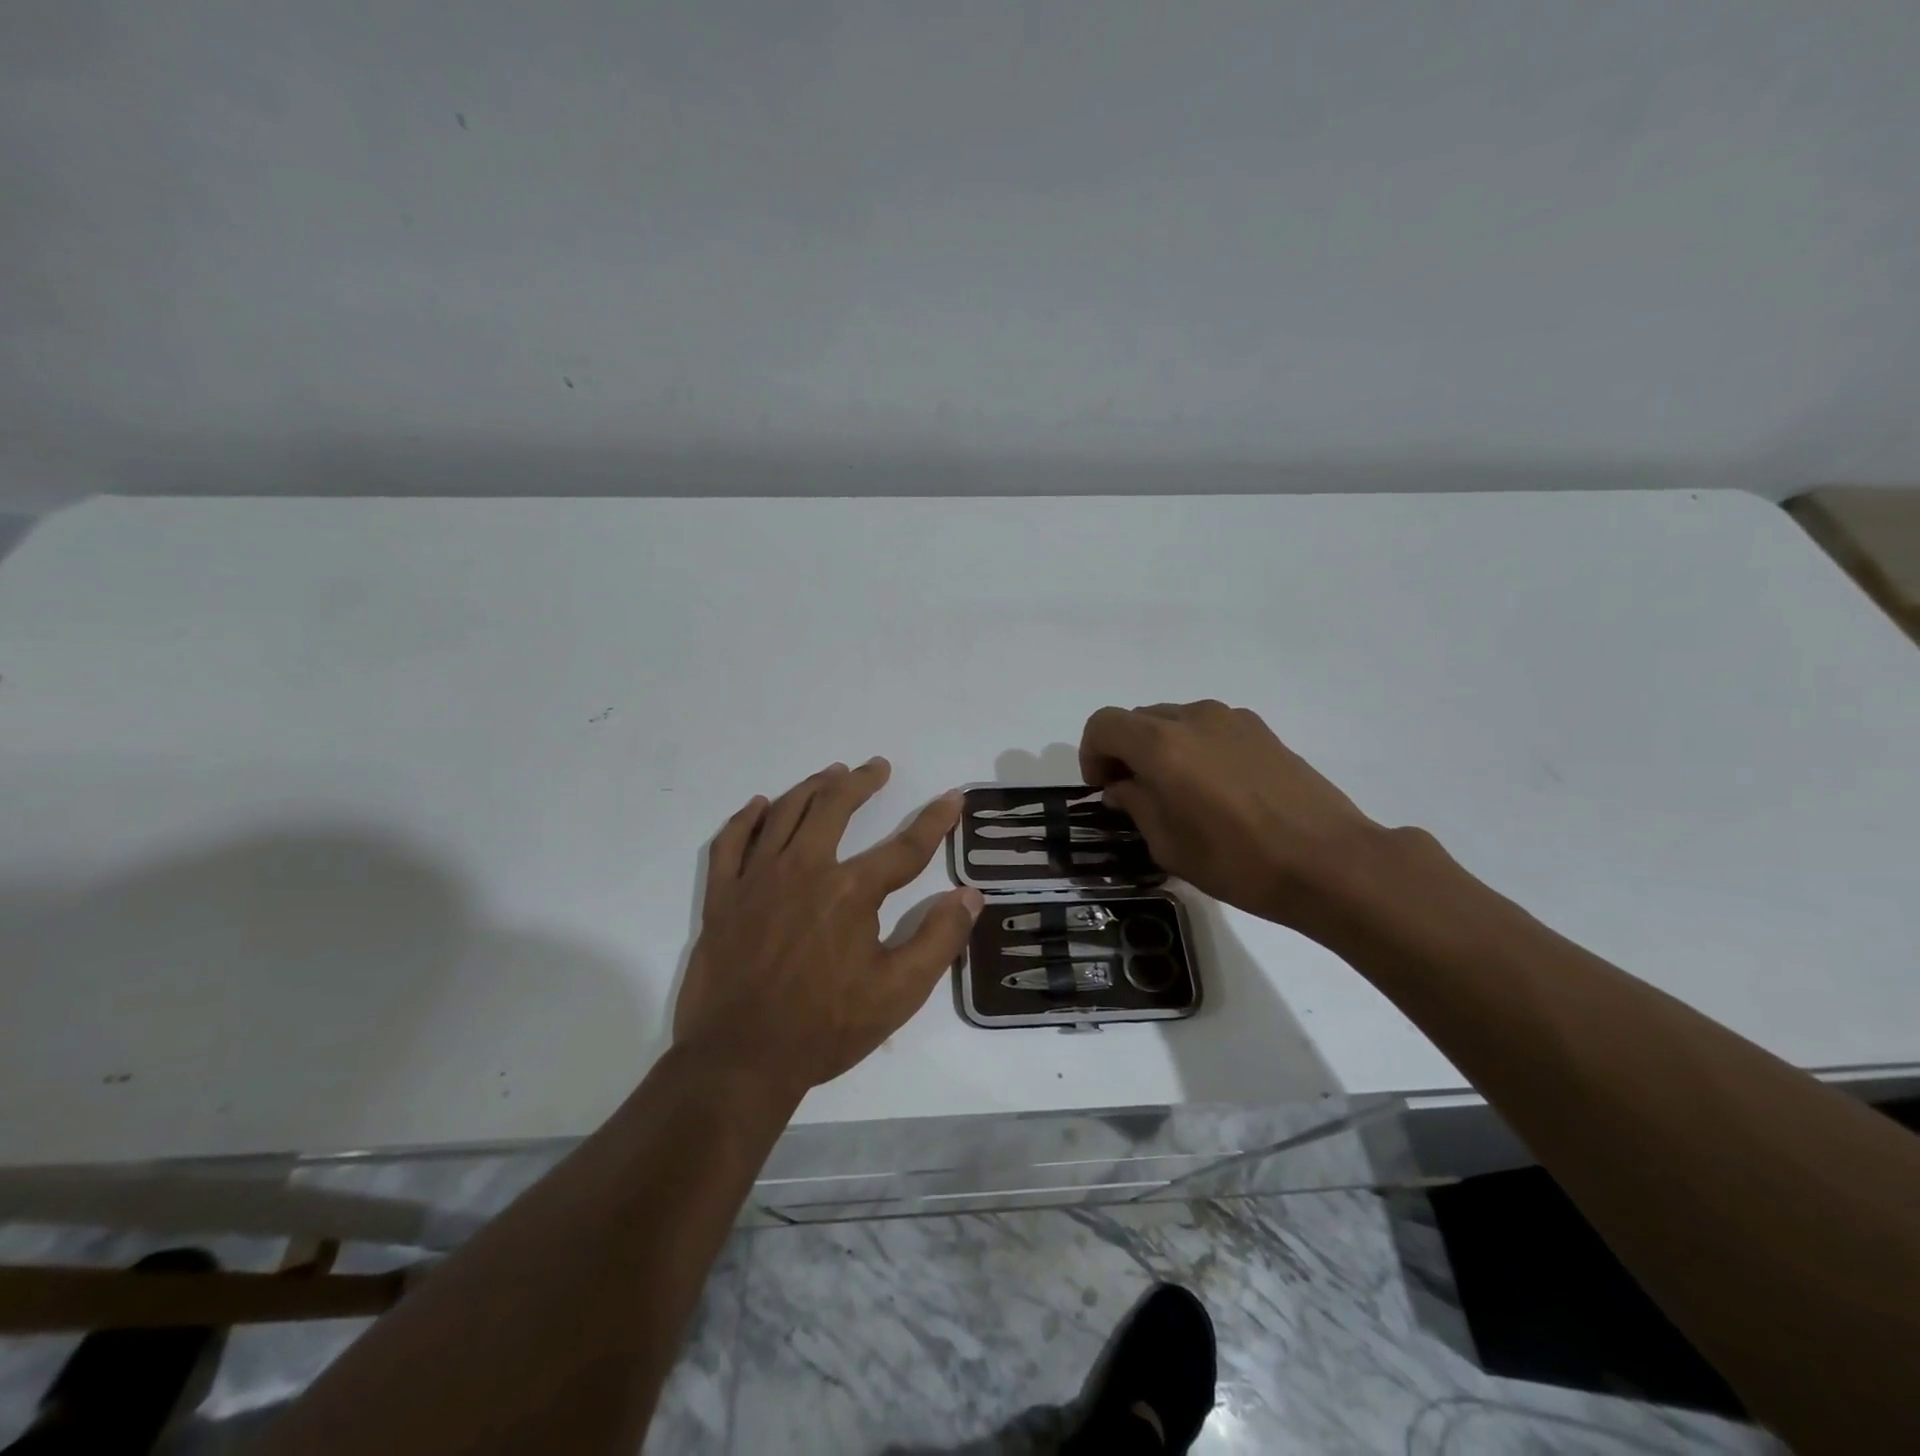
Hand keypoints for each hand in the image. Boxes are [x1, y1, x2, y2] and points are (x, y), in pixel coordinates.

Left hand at [674, 759, 981, 1096]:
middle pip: (834, 807)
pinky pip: (731, 843)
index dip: (935, 820)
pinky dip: (746, 819)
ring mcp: (757, 879)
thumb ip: (939, 939)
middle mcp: (804, 869)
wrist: (740, 1059)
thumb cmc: (825, 1027)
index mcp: (850, 891)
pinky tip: (759, 805)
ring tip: (831, 773)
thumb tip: (970, 895)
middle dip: (862, 782)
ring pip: (784, 813)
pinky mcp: (723, 897)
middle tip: (877, 767)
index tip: (952, 797)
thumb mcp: (899, 992)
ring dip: (811, 787)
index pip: (905, 846)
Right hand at [1079, 700, 1387, 931]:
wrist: (1329, 862)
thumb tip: (1124, 785)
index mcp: (1161, 745)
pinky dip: (1194, 748)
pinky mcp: (1261, 730)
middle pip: (1138, 719)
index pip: (1103, 725)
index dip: (1091, 754)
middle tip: (1135, 794)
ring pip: (1174, 721)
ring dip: (1161, 748)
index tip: (1103, 789)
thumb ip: (1136, 804)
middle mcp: (1193, 719)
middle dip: (1125, 752)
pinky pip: (1208, 729)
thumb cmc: (1238, 862)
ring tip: (1179, 793)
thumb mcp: (1168, 845)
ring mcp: (1231, 719)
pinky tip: (1217, 790)